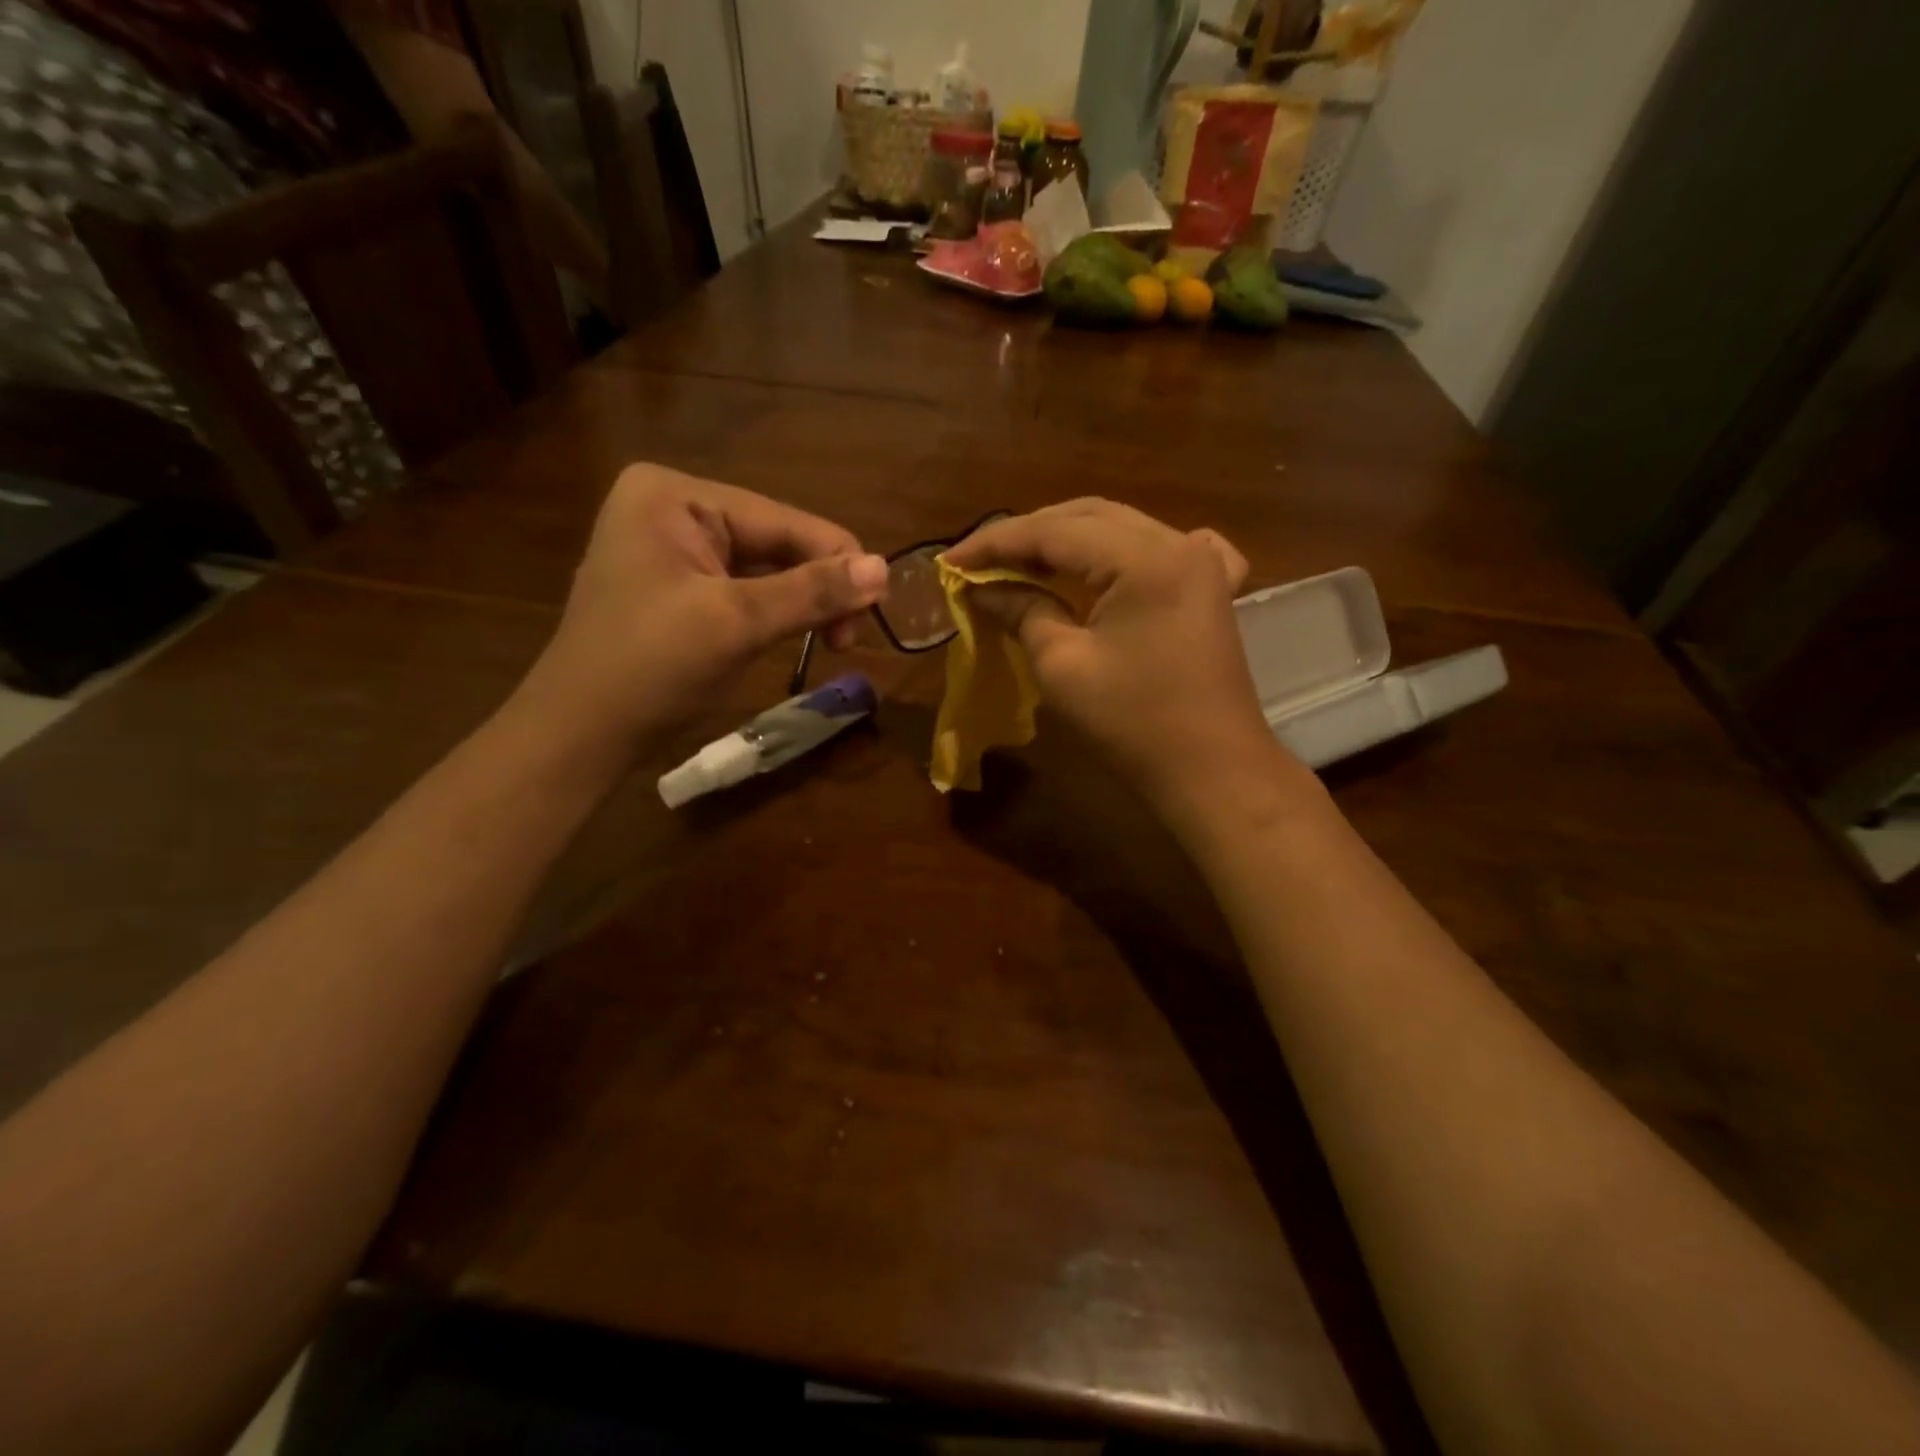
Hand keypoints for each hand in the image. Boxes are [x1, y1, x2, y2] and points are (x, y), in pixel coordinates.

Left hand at [515, 464, 887, 757]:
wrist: (578, 735)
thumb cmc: (649, 669)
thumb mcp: (736, 623)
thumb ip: (812, 592)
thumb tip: (885, 568)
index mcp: (673, 495)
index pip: (781, 519)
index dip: (837, 560)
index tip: (878, 608)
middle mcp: (670, 507)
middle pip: (774, 542)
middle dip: (816, 586)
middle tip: (849, 639)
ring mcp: (670, 547)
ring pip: (763, 568)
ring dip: (800, 603)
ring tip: (831, 642)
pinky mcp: (674, 585)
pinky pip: (741, 589)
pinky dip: (773, 613)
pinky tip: (794, 635)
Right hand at [944, 499, 1298, 817]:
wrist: (1211, 771)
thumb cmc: (1132, 723)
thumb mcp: (1062, 665)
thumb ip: (1022, 610)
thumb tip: (982, 589)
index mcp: (1144, 558)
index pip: (1054, 531)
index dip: (996, 543)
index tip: (951, 561)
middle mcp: (1178, 543)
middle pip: (1088, 517)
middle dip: (1029, 535)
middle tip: (981, 562)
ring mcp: (1202, 564)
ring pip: (1120, 529)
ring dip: (1068, 541)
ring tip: (1021, 562)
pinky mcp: (1210, 590)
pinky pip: (1164, 550)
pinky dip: (1124, 552)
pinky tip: (1115, 562)